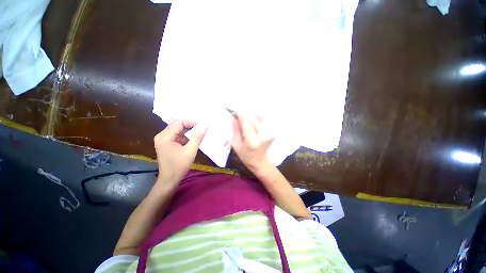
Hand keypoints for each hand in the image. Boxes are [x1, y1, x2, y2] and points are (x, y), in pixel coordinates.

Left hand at [154, 120, 206, 184]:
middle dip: (191, 127)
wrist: (169, 179)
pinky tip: (193, 141)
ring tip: (199, 136)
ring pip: (178, 130)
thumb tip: (205, 125)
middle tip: (202, 130)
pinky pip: (177, 136)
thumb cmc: (179, 166)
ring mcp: (163, 140)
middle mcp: (162, 135)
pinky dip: (186, 137)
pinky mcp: (166, 144)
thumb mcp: (191, 150)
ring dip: (189, 132)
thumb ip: (198, 137)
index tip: (202, 125)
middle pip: (178, 125)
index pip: (179, 122)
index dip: (191, 122)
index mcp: (165, 136)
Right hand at [231, 113, 274, 171]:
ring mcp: (269, 132)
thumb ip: (235, 129)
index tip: (234, 113)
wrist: (259, 161)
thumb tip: (233, 116)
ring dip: (250, 118)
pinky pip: (262, 121)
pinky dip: (255, 120)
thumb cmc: (245, 155)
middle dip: (244, 115)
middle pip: (252, 117)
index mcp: (252, 140)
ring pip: (257, 117)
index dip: (239, 113)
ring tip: (245, 124)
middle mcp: (262, 134)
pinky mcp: (272, 132)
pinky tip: (252, 126)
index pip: (246, 120)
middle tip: (238, 119)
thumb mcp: (236, 144)